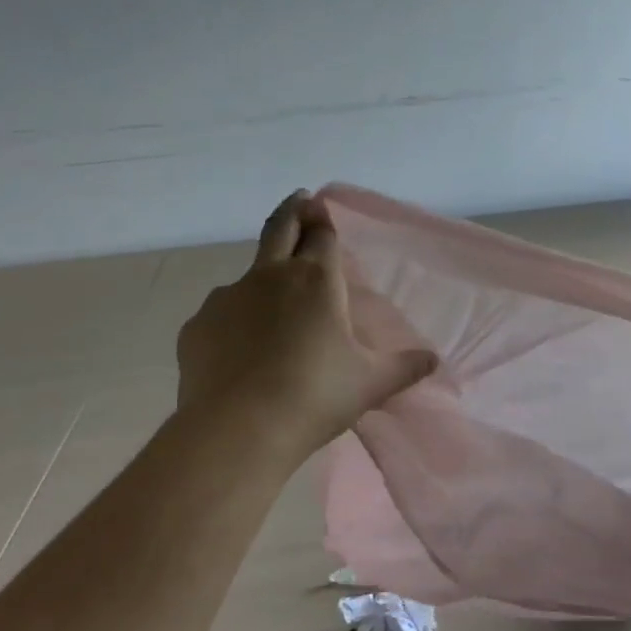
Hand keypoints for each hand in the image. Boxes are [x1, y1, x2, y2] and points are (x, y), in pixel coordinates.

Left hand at [173, 192, 437, 460]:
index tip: (322, 210)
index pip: (322, 235)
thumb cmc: (316, 397)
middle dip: (293, 211)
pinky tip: (241, 351)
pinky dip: (235, 321)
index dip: (324, 221)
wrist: (239, 430)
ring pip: (249, 275)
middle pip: (280, 229)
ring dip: (264, 278)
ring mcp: (227, 298)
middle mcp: (269, 277)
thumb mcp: (371, 383)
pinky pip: (222, 314)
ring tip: (273, 309)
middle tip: (299, 200)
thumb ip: (404, 367)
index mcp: (316, 281)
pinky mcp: (198, 326)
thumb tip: (433, 360)